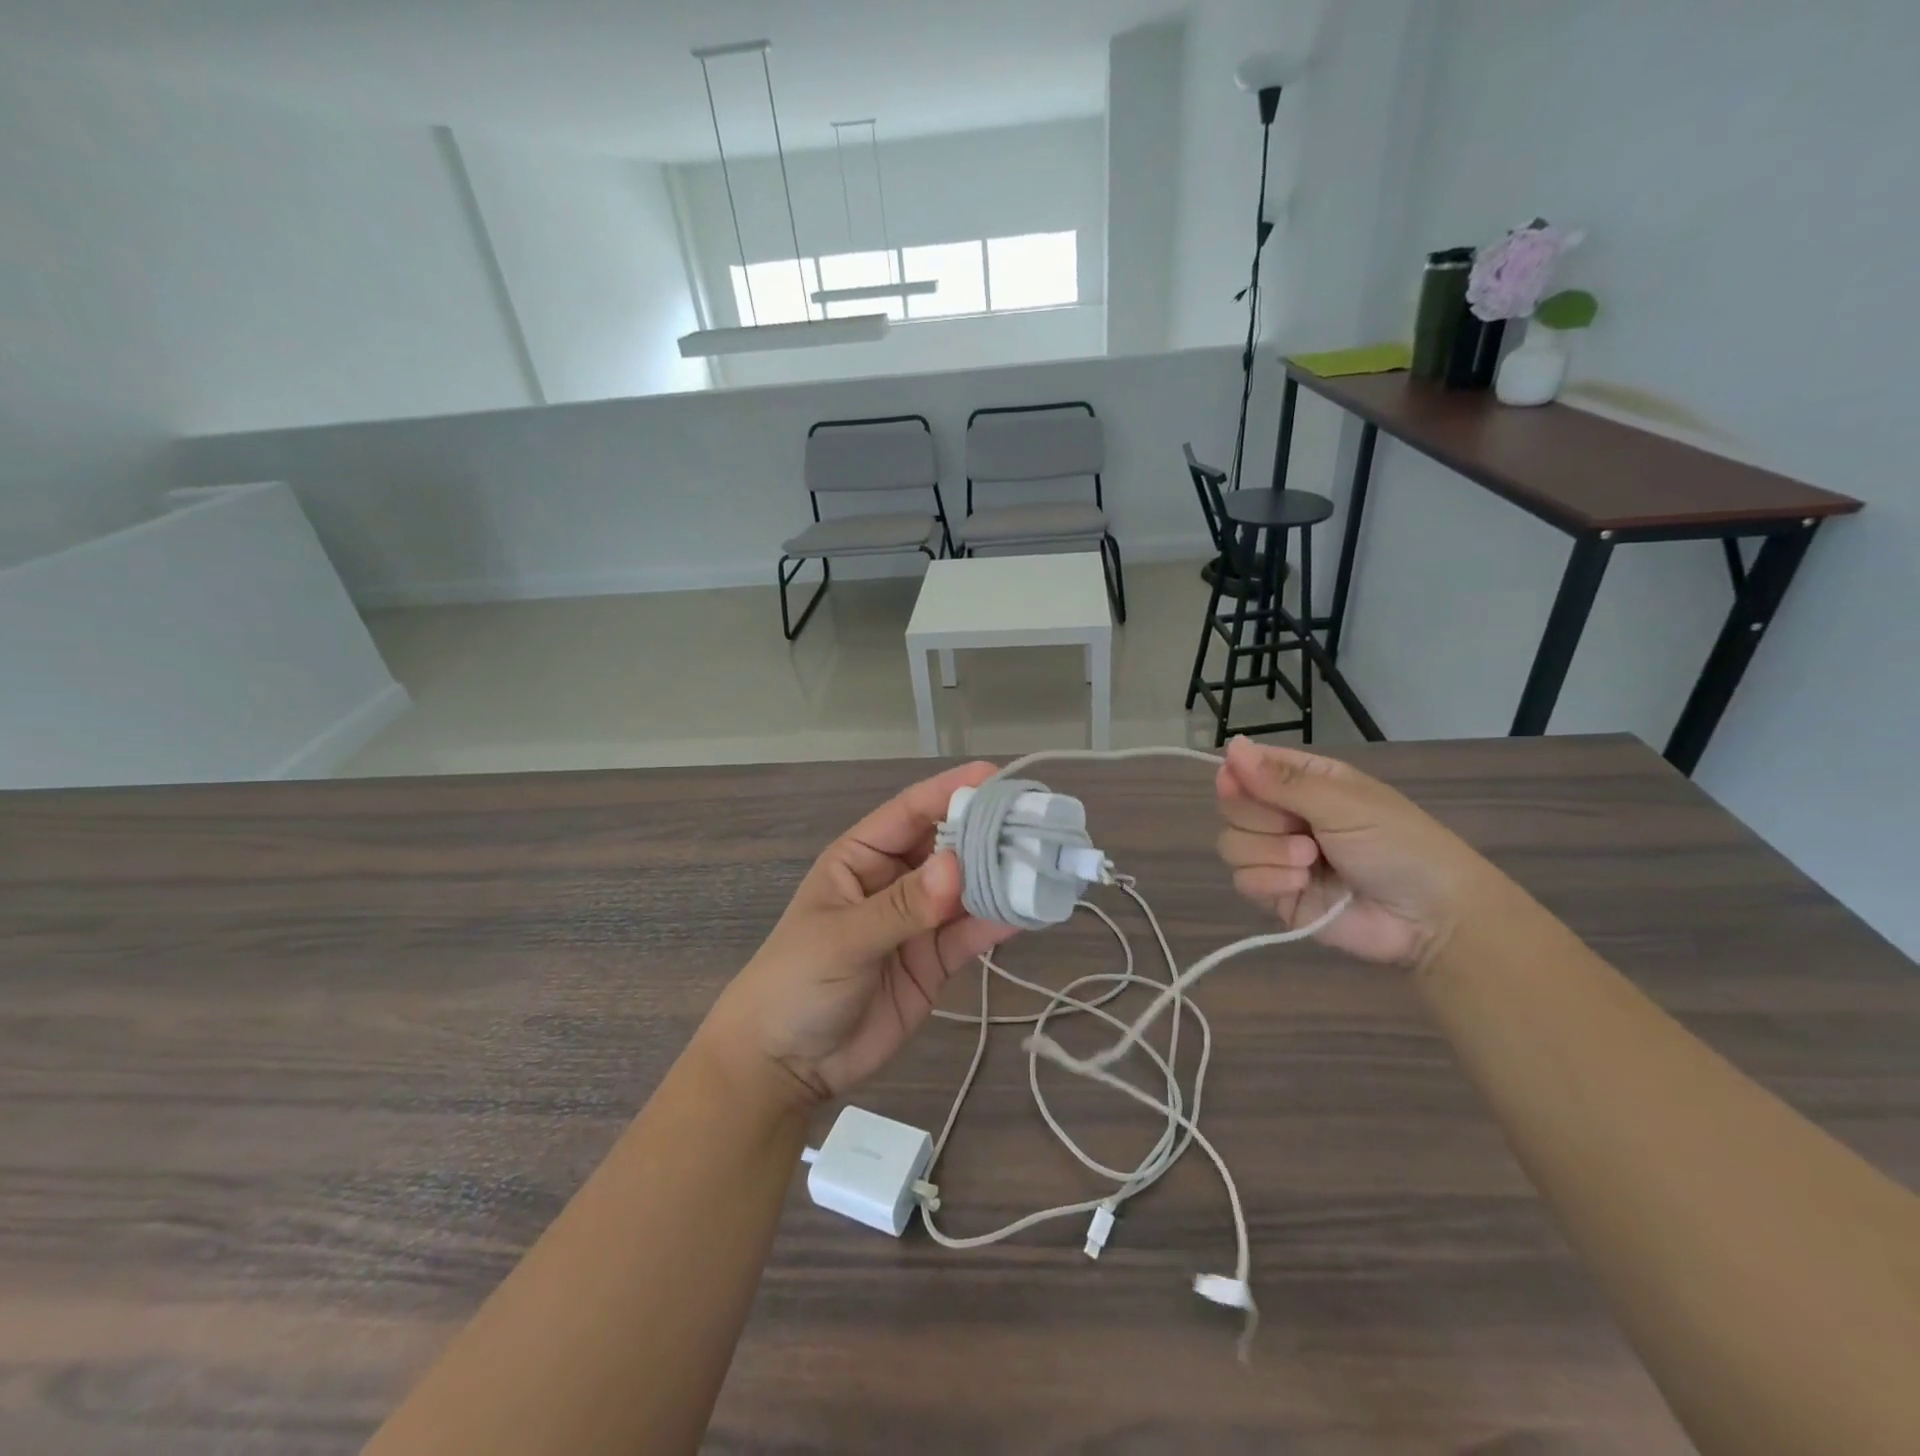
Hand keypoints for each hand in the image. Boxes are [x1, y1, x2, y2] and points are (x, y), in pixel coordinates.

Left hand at [701, 761, 1017, 1107]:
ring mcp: (918, 921)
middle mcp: (895, 880)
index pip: (911, 812)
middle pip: (948, 846)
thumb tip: (956, 866)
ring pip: (967, 889)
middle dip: (989, 832)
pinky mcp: (936, 961)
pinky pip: (971, 933)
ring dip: (1002, 877)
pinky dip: (999, 921)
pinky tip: (1031, 910)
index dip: (951, 791)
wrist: (786, 1064)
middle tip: (1038, 821)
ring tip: (1046, 863)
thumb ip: (901, 907)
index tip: (996, 777)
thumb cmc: (796, 982)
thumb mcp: (843, 938)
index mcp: (862, 857)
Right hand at [1215, 737, 1505, 969]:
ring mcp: (1277, 857)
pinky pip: (1242, 881)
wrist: (1430, 919)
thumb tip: (1232, 745)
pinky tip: (1301, 885)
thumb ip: (1282, 781)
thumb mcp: (1344, 804)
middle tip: (1300, 829)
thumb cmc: (1398, 845)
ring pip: (1231, 844)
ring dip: (1268, 853)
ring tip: (1310, 862)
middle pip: (1232, 807)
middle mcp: (1285, 815)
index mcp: (1304, 782)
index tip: (1235, 782)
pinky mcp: (1275, 894)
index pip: (1248, 767)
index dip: (1236, 775)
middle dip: (1261, 819)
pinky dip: (1268, 882)